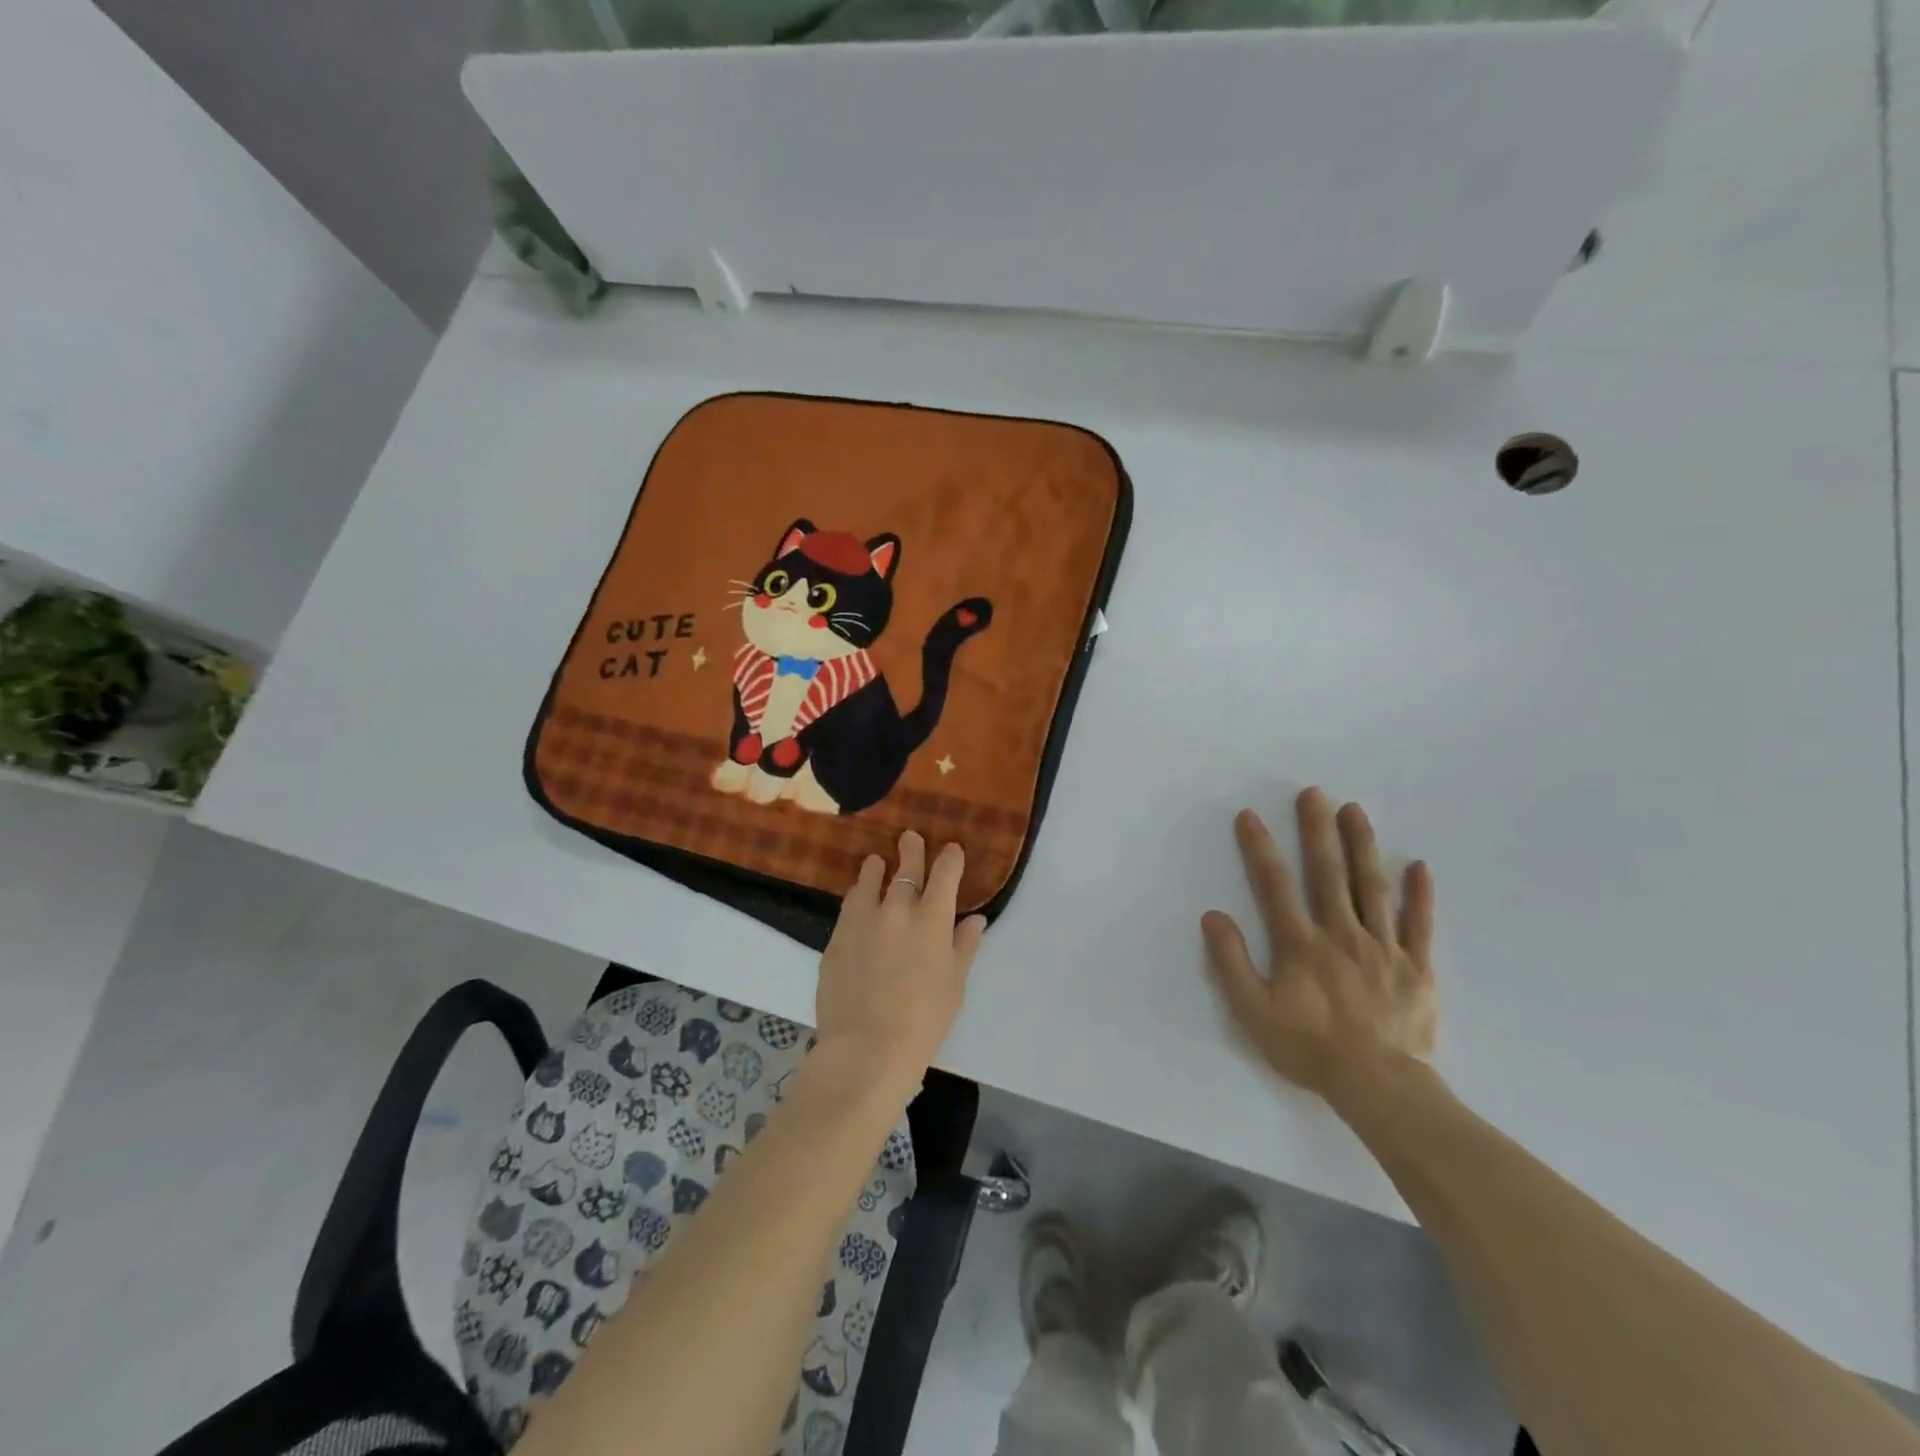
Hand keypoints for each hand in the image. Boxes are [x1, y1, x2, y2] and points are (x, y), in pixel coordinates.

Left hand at [813, 831, 987, 1100]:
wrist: (866, 1050)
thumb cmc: (923, 1023)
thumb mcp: (954, 986)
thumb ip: (963, 947)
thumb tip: (974, 920)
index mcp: (933, 920)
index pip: (945, 873)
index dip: (950, 857)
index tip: (951, 851)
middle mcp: (898, 910)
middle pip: (906, 867)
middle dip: (911, 849)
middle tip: (909, 838)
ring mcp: (863, 921)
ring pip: (870, 880)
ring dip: (877, 868)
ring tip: (876, 863)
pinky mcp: (837, 937)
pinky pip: (849, 905)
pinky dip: (858, 896)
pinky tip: (858, 899)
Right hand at [1201, 788, 1436, 1106]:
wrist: (1379, 1087)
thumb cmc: (1310, 1048)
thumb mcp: (1253, 1012)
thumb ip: (1232, 962)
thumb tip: (1214, 916)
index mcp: (1301, 944)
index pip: (1275, 885)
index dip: (1260, 848)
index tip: (1250, 816)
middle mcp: (1342, 934)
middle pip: (1328, 874)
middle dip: (1317, 831)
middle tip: (1313, 793)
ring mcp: (1384, 948)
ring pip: (1373, 888)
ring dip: (1363, 846)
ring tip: (1355, 811)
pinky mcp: (1417, 968)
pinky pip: (1419, 925)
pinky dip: (1419, 895)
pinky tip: (1418, 866)